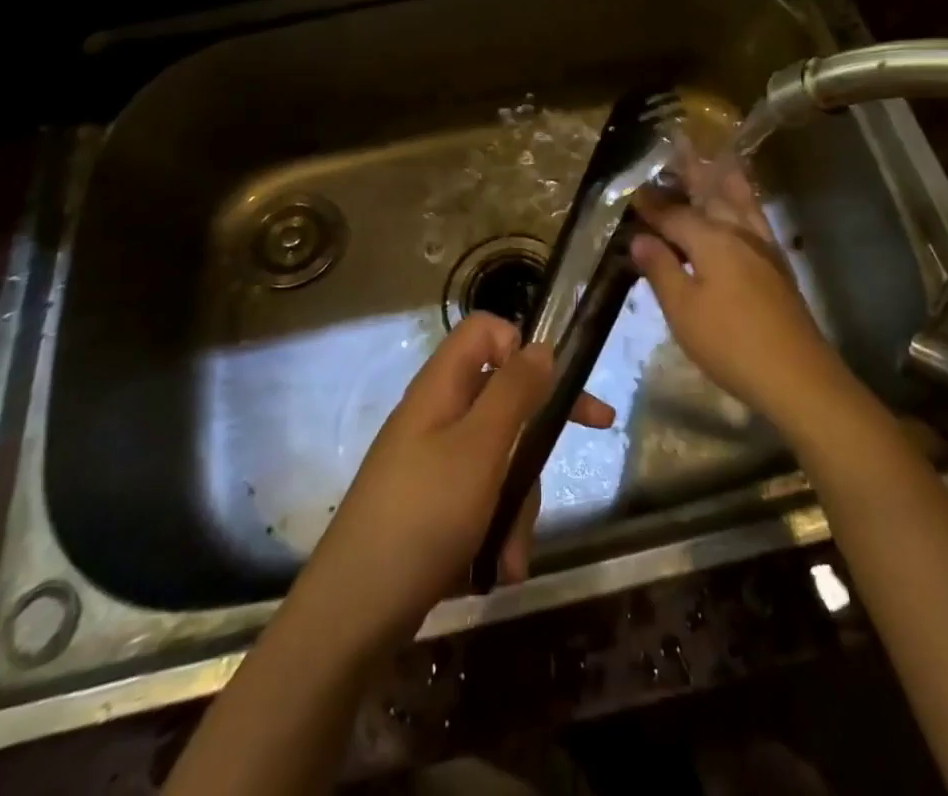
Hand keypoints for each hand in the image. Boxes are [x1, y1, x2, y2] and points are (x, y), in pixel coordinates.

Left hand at [296, 311, 612, 651]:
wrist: (350, 616)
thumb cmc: (422, 517)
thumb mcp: (480, 448)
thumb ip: (514, 392)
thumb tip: (541, 346)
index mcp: (441, 388)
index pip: (484, 332)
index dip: (520, 345)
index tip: (551, 380)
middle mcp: (437, 416)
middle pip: (503, 396)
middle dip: (539, 433)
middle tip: (597, 429)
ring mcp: (432, 463)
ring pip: (499, 456)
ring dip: (518, 503)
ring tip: (511, 556)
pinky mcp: (432, 506)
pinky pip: (480, 498)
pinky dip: (496, 529)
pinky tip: (499, 569)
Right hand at [630, 159, 844, 431]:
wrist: (796, 375)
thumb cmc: (730, 343)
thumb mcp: (683, 310)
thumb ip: (662, 269)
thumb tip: (641, 237)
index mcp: (712, 239)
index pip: (674, 214)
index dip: (652, 204)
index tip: (633, 191)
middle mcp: (739, 233)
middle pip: (712, 194)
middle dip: (692, 173)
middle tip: (677, 148)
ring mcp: (763, 248)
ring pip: (740, 201)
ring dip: (723, 180)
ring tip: (713, 161)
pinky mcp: (777, 266)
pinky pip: (756, 218)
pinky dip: (744, 202)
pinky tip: (740, 210)